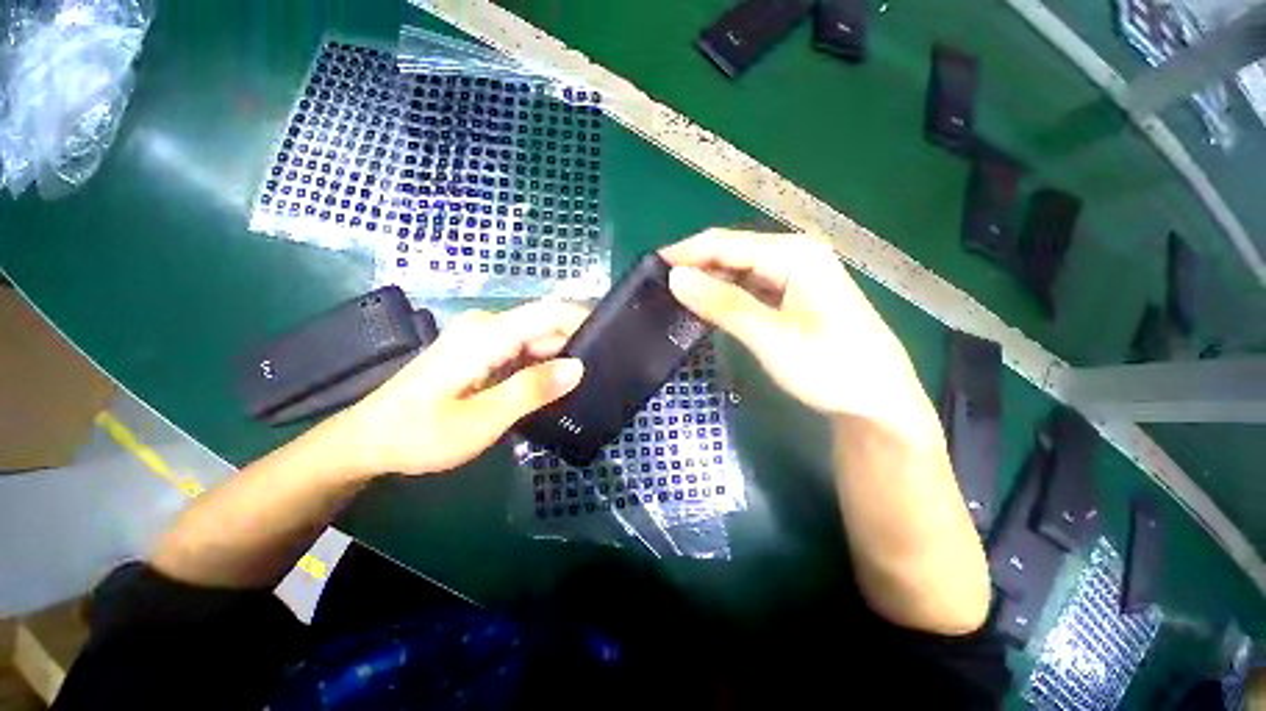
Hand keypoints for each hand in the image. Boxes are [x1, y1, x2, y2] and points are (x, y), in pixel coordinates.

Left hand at [338, 299, 587, 476]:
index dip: (583, 319)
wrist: (370, 440)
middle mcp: (487, 326)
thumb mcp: (481, 420)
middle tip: (602, 376)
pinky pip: (523, 350)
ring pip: (536, 339)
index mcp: (487, 334)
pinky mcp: (481, 350)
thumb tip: (577, 367)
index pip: (549, 312)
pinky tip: (553, 386)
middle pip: (545, 325)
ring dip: (560, 358)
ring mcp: (483, 337)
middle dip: (575, 346)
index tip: (613, 340)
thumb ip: (531, 390)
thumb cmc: (421, 433)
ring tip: (583, 385)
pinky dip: (542, 365)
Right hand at [661, 229, 938, 437]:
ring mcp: (795, 277)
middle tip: (657, 289)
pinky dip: (726, 297)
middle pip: (732, 254)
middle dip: (695, 268)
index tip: (650, 268)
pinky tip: (707, 307)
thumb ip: (722, 304)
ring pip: (739, 272)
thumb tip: (675, 277)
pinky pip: (749, 289)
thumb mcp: (770, 337)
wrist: (877, 401)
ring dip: (708, 283)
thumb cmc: (831, 367)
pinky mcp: (792, 297)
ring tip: (674, 298)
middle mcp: (794, 255)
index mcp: (794, 254)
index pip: (725, 243)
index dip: (686, 252)